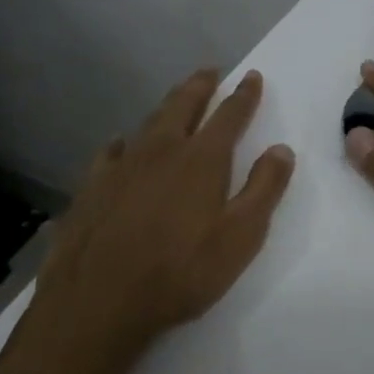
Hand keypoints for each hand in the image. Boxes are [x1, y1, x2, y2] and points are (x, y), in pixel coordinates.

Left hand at [23, 68, 294, 357]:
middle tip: (209, 71)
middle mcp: (161, 150)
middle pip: (183, 105)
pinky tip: (120, 145)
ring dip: (166, 107)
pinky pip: (111, 152)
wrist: (98, 302)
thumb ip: (264, 189)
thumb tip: (281, 149)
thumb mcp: (241, 236)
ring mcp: (121, 166)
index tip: (252, 76)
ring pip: (148, 123)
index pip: (229, 115)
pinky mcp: (91, 187)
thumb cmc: (181, 272)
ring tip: (175, 99)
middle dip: (200, 86)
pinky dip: (123, 143)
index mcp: (201, 159)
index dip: (244, 95)